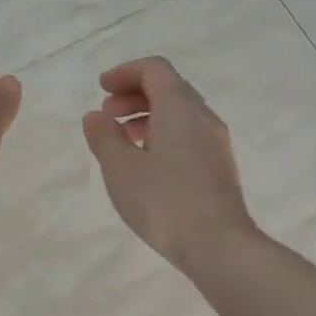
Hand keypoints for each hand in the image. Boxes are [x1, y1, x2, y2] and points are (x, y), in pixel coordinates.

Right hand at [82, 56, 256, 268]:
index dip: (125, 72)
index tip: (101, 88)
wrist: (219, 245)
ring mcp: (216, 142)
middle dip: (134, 94)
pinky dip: (163, 134)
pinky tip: (146, 163)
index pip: (155, 69)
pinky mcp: (219, 166)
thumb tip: (96, 116)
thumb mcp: (120, 169)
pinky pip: (189, 135)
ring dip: (148, 116)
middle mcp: (203, 117)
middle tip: (106, 115)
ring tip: (122, 140)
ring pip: (180, 113)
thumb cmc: (164, 202)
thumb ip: (104, 137)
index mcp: (179, 107)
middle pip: (169, 88)